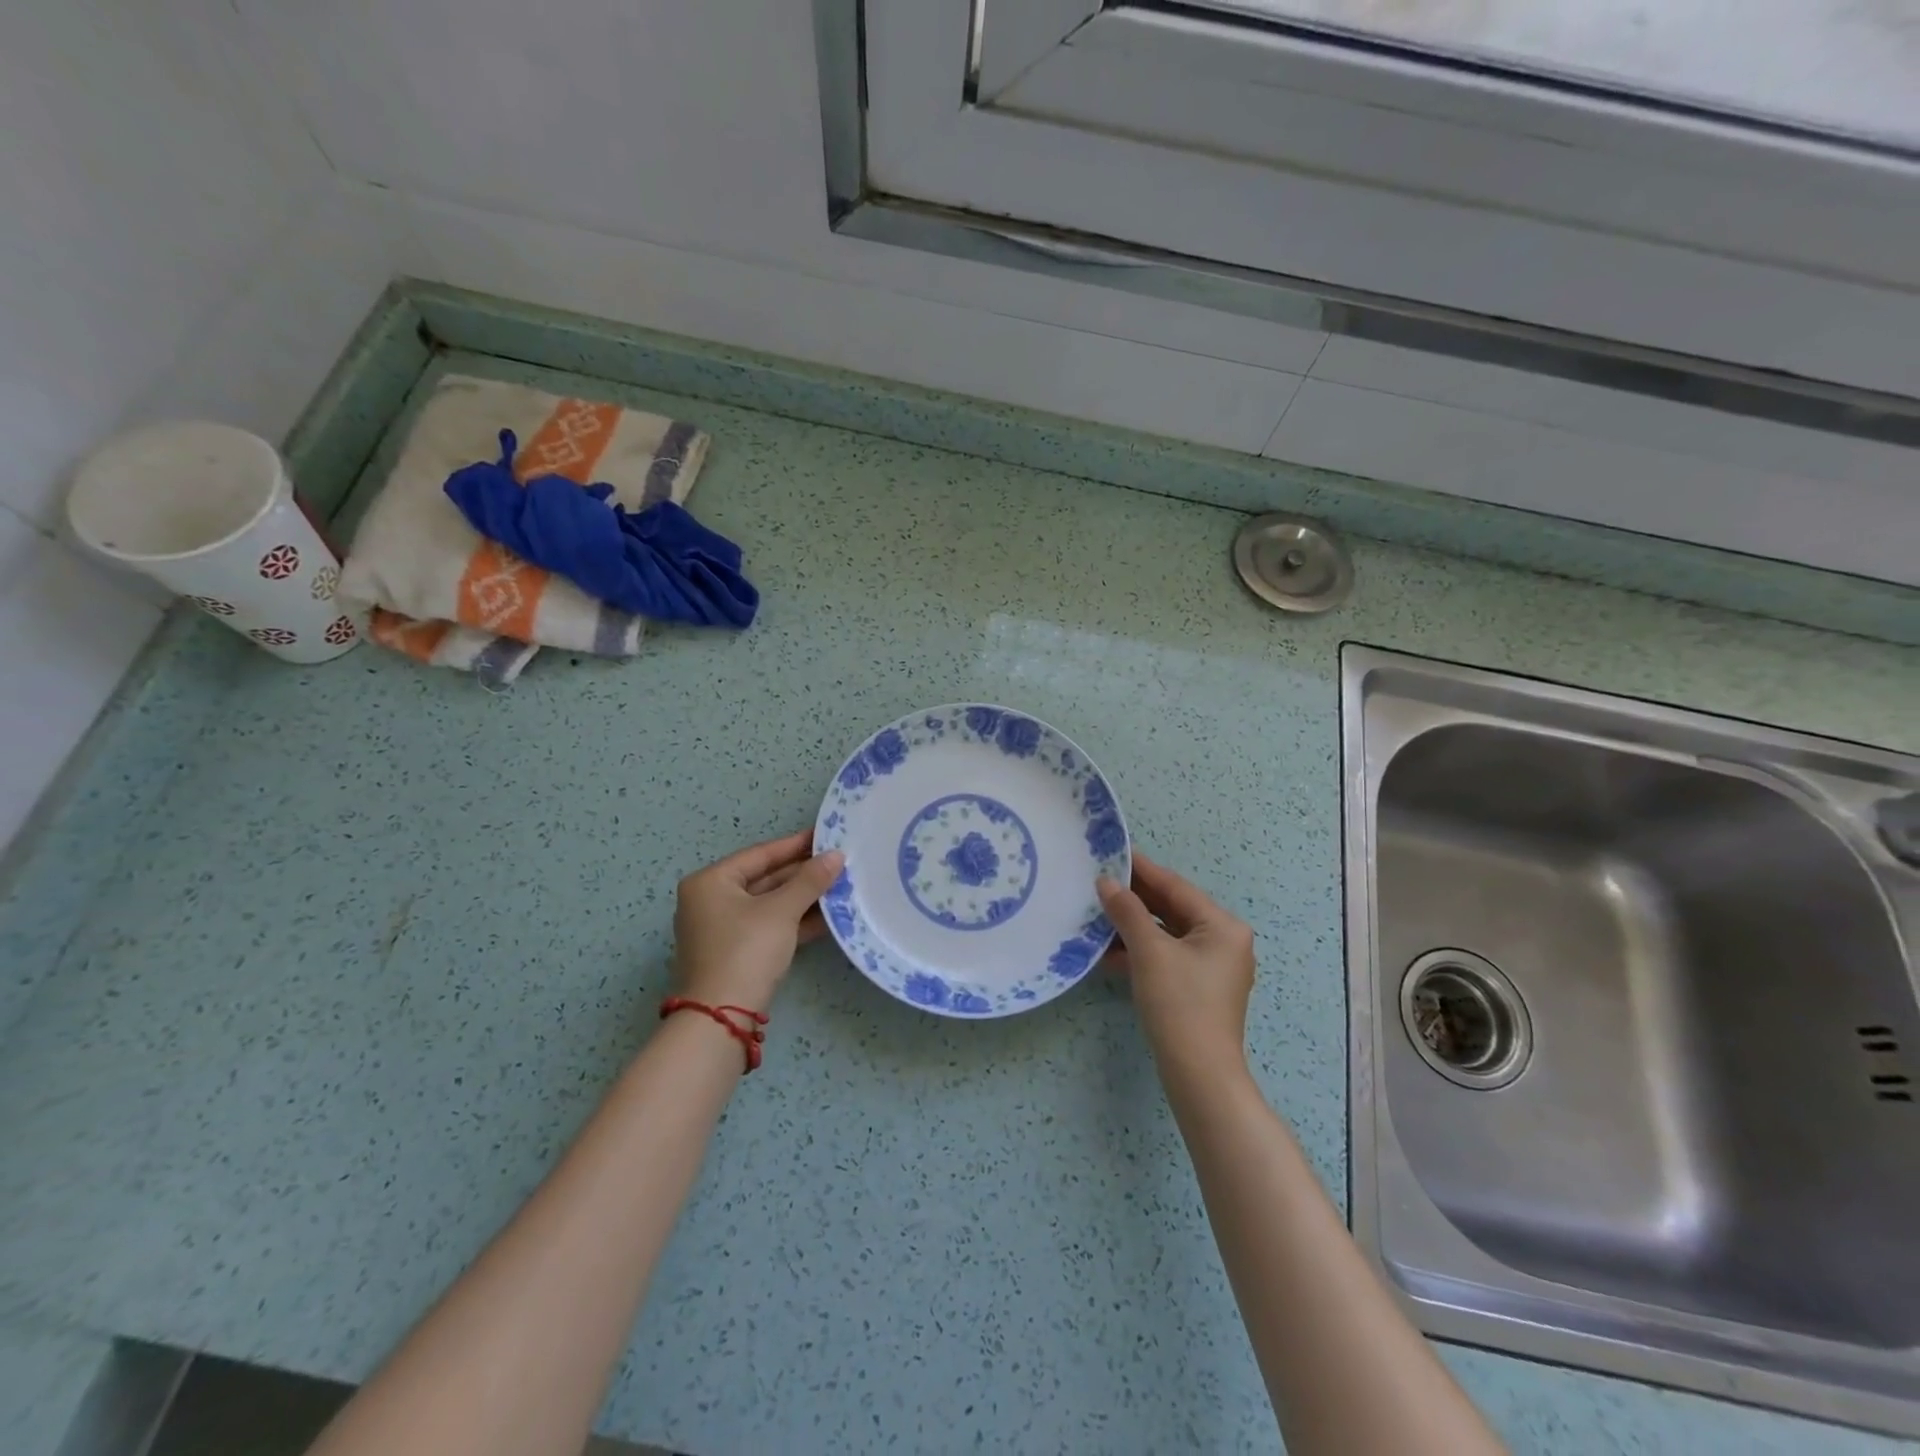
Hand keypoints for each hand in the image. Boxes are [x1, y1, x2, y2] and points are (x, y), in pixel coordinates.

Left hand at [672, 830, 844, 1013]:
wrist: (721, 1018)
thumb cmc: (746, 950)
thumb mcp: (781, 911)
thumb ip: (810, 881)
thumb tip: (837, 855)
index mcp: (710, 882)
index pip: (760, 854)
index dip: (795, 845)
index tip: (826, 836)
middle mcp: (711, 901)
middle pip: (764, 879)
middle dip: (803, 874)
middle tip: (839, 863)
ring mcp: (722, 929)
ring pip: (769, 905)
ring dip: (803, 898)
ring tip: (841, 886)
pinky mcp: (736, 953)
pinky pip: (769, 926)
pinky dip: (795, 921)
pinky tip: (828, 917)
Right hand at [1097, 852, 1255, 1068]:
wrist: (1199, 1075)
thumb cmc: (1179, 1004)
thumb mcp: (1149, 952)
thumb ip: (1127, 911)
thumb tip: (1107, 882)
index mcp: (1222, 926)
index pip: (1175, 887)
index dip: (1142, 870)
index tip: (1113, 853)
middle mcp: (1224, 941)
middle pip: (1172, 909)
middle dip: (1135, 900)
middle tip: (1099, 883)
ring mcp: (1213, 967)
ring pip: (1167, 934)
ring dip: (1133, 927)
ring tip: (1098, 915)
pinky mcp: (1199, 989)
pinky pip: (1167, 957)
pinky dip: (1141, 952)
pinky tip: (1109, 953)